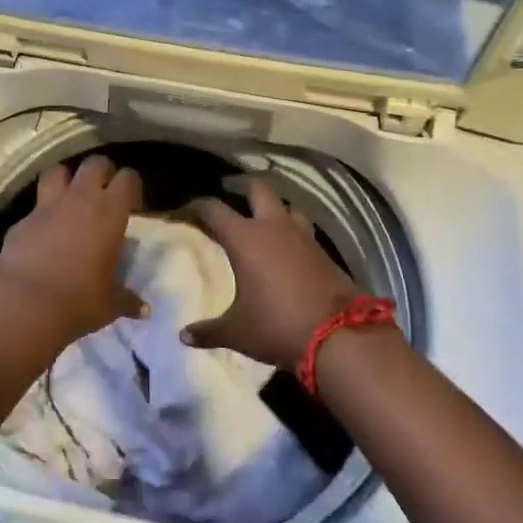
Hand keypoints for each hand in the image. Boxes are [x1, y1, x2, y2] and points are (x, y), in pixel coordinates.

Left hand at [0, 155, 147, 346]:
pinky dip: (42, 212)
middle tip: (104, 190)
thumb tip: (144, 310)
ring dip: (66, 178)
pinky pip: (35, 205)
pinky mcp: (22, 219)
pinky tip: (43, 230)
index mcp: (109, 212)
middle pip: (94, 163)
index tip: (132, 201)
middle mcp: (80, 199)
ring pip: (58, 170)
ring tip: (70, 194)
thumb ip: (128, 300)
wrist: (27, 305)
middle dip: (101, 171)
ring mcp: (47, 205)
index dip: (131, 185)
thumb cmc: (79, 301)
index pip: (127, 178)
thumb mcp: (111, 303)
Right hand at [183, 180, 358, 367]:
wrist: (338, 336)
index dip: (198, 205)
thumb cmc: (277, 325)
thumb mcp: (238, 332)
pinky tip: (288, 248)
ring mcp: (303, 236)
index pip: (214, 209)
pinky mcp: (324, 251)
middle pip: (258, 189)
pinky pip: (304, 230)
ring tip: (263, 220)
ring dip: (274, 209)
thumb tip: (184, 336)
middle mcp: (273, 227)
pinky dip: (292, 232)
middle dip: (242, 187)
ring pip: (286, 206)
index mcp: (245, 238)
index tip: (187, 207)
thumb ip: (209, 330)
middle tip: (230, 193)